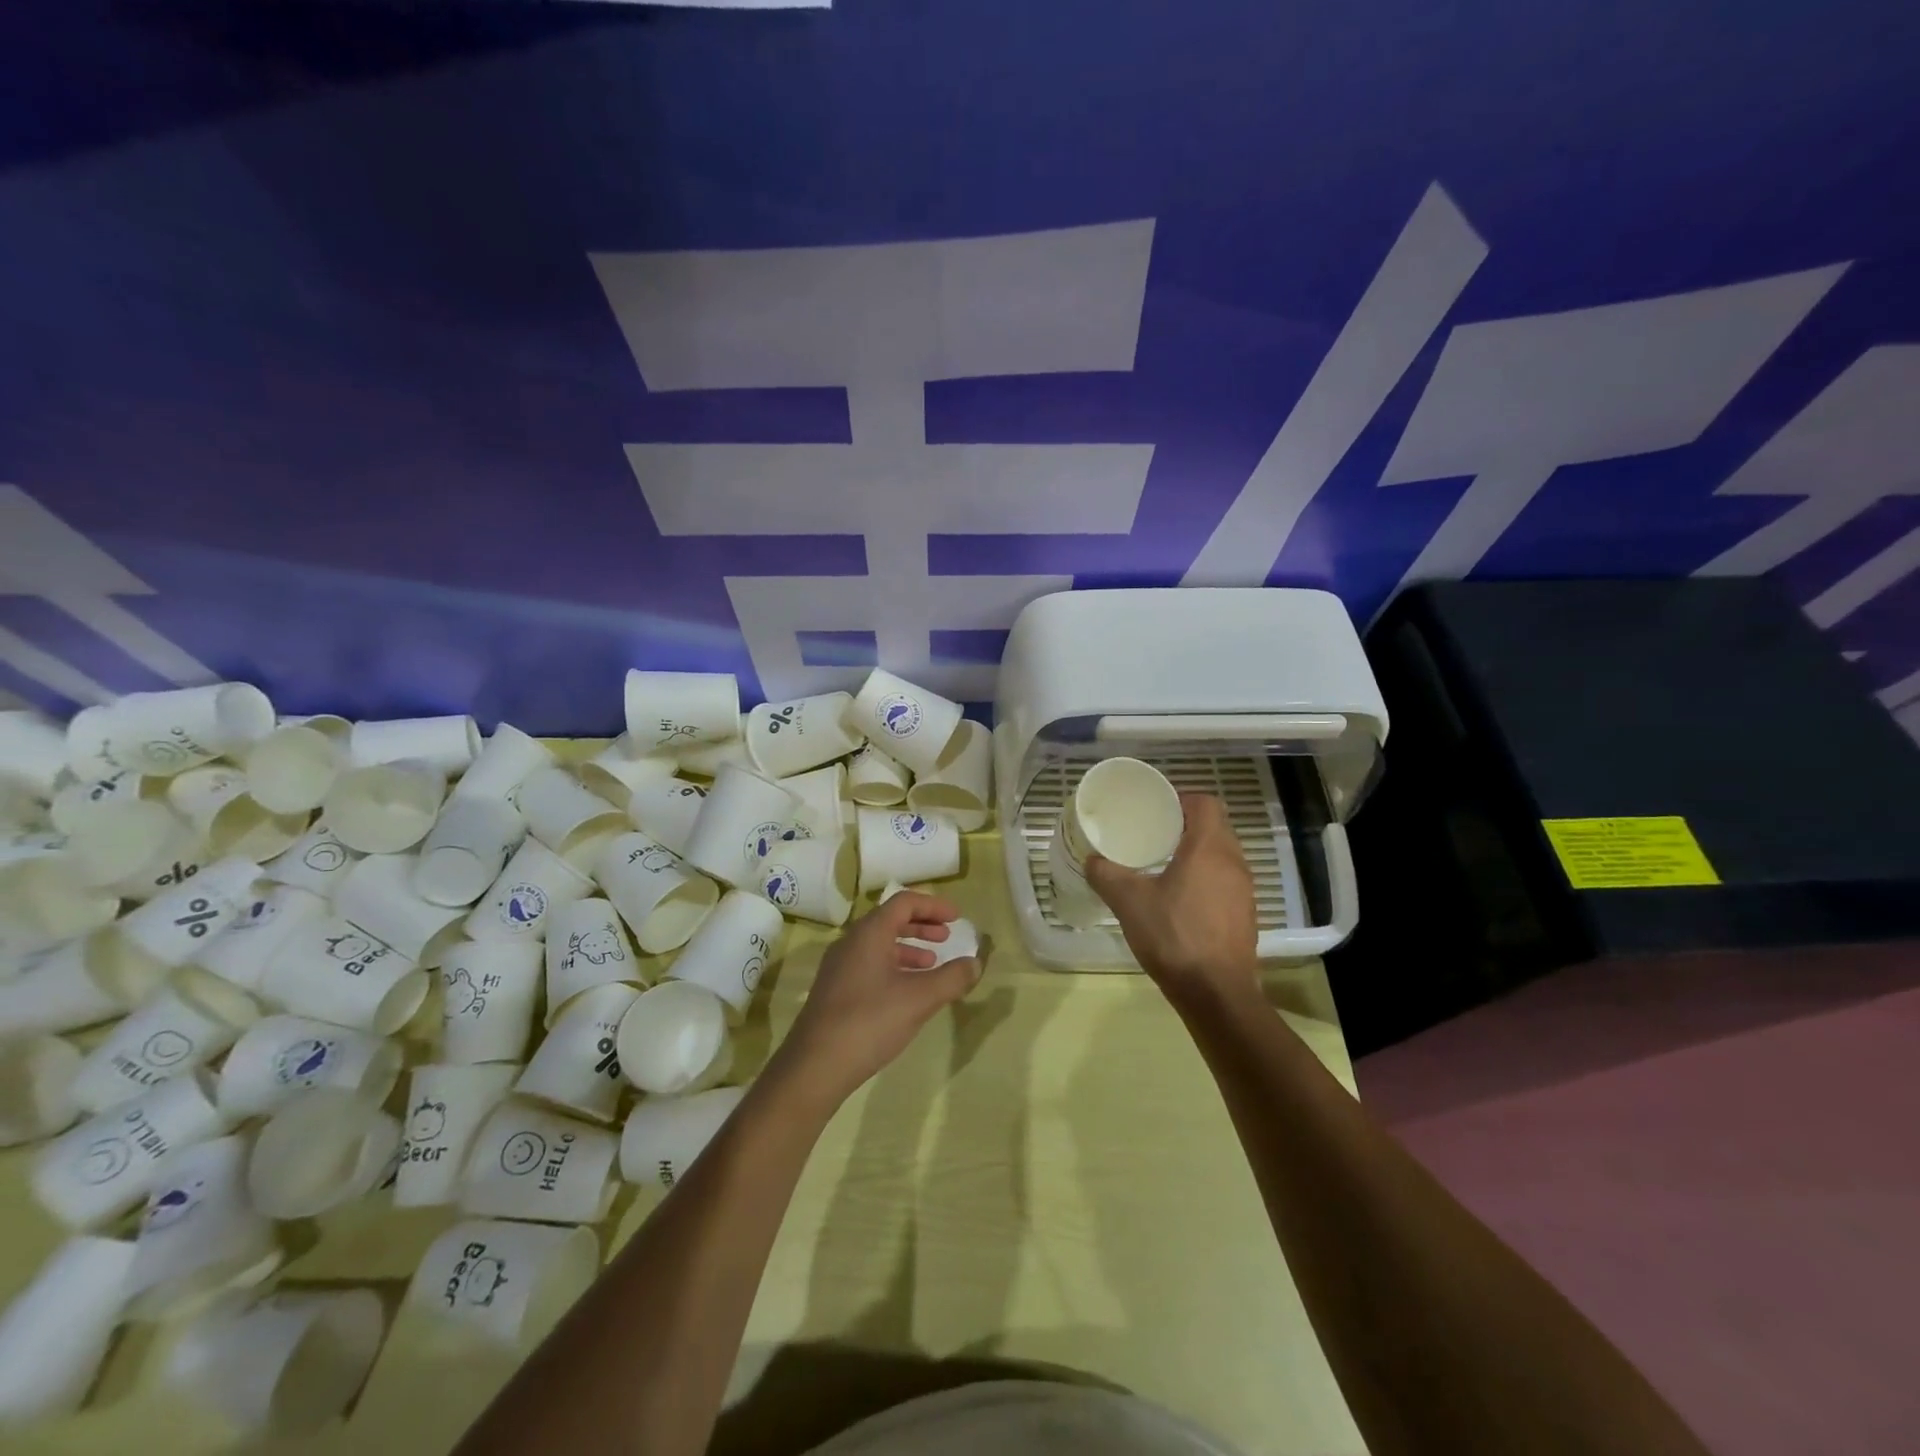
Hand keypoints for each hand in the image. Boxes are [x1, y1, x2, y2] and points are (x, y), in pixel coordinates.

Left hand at [774, 891, 979, 1106]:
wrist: (814, 1066)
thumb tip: (975, 963)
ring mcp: (839, 967)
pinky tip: (906, 993)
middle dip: (921, 925)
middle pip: (890, 920)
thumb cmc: (870, 1021)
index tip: (956, 918)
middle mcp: (851, 942)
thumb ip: (952, 978)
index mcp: (869, 933)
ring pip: (879, 945)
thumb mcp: (919, 999)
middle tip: (946, 937)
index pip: (904, 902)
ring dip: (908, 948)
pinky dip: (893, 967)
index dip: (933, 906)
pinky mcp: (834, 991)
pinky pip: (869, 965)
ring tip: (931, 965)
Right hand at [1085, 793, 1258, 1006]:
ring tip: (1165, 863)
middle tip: (1155, 833)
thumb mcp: (1129, 902)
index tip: (1157, 809)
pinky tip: (1181, 898)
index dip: (1182, 799)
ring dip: (1198, 852)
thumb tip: (1091, 860)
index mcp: (1209, 848)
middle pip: (1216, 826)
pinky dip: (1206, 878)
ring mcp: (1244, 890)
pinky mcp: (1245, 915)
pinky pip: (1226, 881)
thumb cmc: (1173, 936)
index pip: (1206, 803)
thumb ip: (1106, 875)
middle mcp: (1233, 862)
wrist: (1215, 993)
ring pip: (1223, 855)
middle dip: (1187, 824)